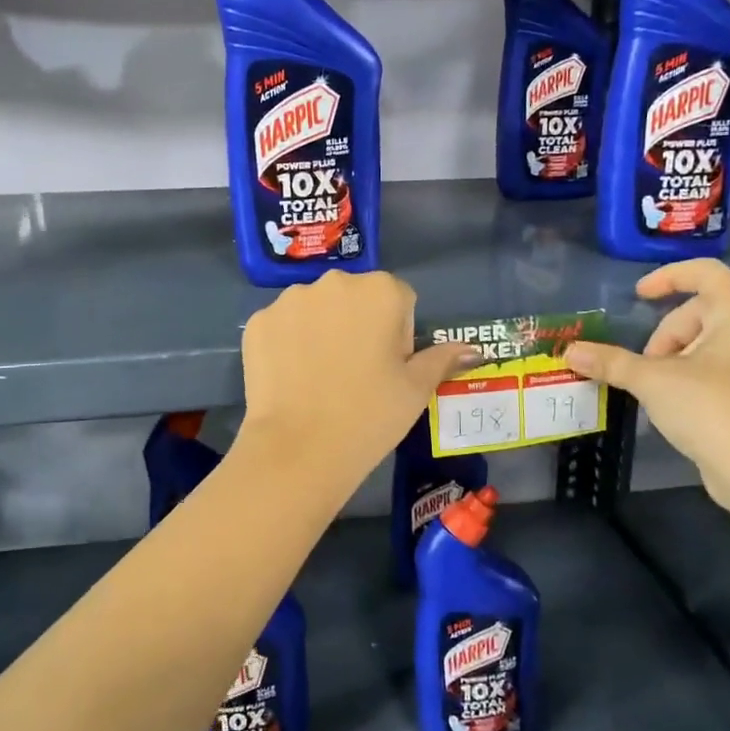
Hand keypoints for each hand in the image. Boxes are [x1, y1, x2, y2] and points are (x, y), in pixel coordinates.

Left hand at [239, 270, 477, 476]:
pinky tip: (291, 378)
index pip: (399, 299)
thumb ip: (442, 358)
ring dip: (321, 329)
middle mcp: (334, 282)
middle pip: (355, 297)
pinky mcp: (258, 321)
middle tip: (354, 373)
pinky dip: (288, 343)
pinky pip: (282, 325)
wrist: (299, 448)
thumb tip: (471, 349)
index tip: (386, 367)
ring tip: (319, 378)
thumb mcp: (416, 389)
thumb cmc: (370, 415)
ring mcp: (290, 299)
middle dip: (358, 324)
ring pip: (316, 308)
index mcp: (380, 290)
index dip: (397, 333)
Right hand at [563, 259, 729, 514]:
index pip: (706, 272)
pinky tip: (677, 404)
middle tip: (646, 364)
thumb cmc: (712, 410)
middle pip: (702, 310)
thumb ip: (611, 362)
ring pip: (710, 341)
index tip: (638, 296)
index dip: (668, 277)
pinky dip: (693, 374)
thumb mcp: (653, 381)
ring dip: (676, 356)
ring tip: (658, 387)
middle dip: (666, 333)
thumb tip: (570, 351)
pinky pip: (721, 366)